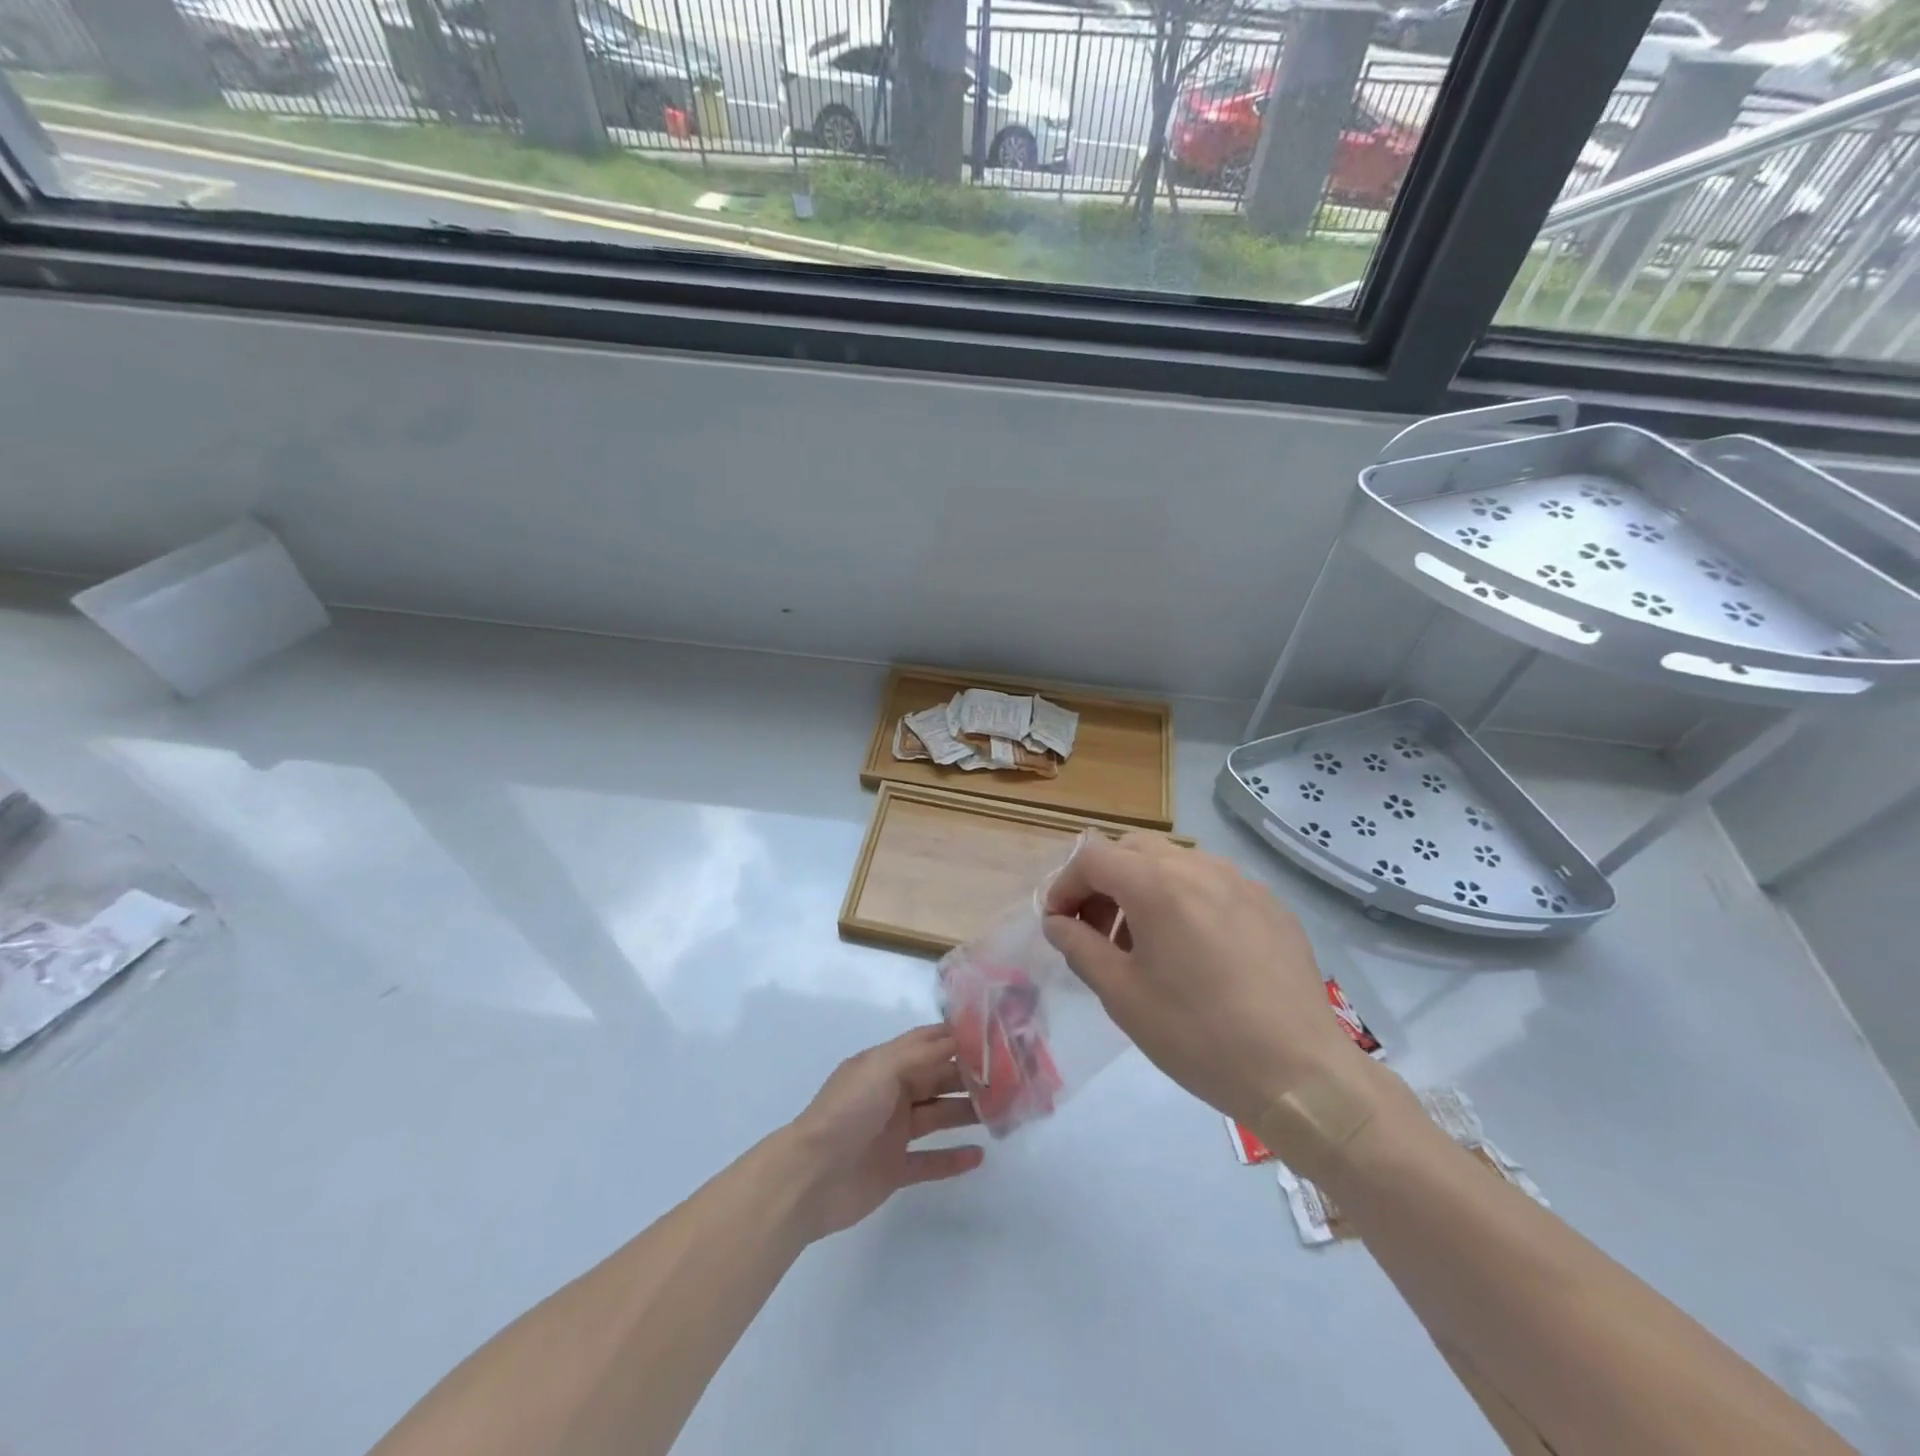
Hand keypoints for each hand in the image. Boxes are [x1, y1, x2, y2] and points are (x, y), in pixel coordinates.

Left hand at [788, 1025, 984, 1240]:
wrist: (810, 1177)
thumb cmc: (846, 1113)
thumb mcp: (882, 1069)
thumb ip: (921, 1054)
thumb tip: (957, 1036)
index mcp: (885, 1065)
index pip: (926, 1044)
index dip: (956, 1039)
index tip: (994, 1036)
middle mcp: (891, 1094)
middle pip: (937, 1079)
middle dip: (969, 1077)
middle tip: (1009, 1079)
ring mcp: (893, 1133)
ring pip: (938, 1116)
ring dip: (966, 1113)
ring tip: (1002, 1114)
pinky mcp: (895, 1169)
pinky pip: (930, 1161)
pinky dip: (953, 1158)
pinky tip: (979, 1156)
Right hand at [1041, 834, 1358, 1125]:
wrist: (1299, 1073)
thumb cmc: (1197, 1034)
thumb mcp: (1122, 995)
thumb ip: (1079, 947)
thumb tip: (1057, 922)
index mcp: (1156, 884)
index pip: (1092, 857)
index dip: (1064, 884)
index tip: (1058, 923)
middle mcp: (1198, 866)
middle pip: (1133, 849)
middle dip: (1103, 881)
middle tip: (1097, 930)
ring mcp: (1241, 881)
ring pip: (1175, 863)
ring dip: (1144, 889)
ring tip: (1145, 944)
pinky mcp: (1270, 903)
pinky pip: (1213, 884)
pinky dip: (1186, 901)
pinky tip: (1196, 952)